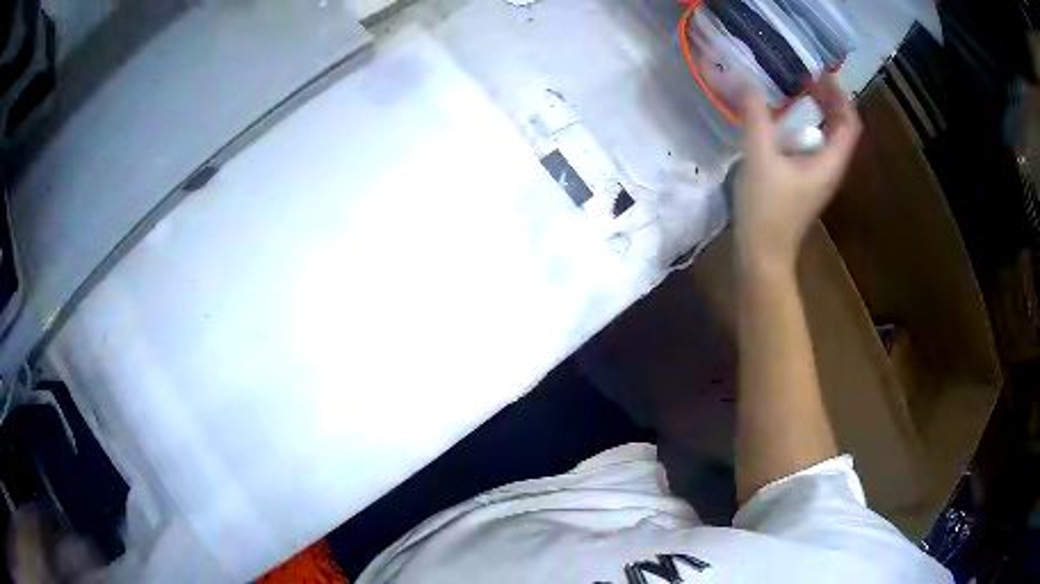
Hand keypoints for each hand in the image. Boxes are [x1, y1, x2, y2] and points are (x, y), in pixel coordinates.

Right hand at [734, 74, 861, 270]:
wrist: (762, 254)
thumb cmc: (766, 209)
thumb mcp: (759, 158)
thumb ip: (756, 118)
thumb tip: (749, 83)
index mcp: (830, 162)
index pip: (849, 123)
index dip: (840, 96)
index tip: (822, 74)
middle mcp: (830, 168)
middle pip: (841, 128)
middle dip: (830, 100)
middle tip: (808, 77)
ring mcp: (818, 177)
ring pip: (828, 137)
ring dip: (818, 112)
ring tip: (798, 91)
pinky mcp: (805, 182)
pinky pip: (813, 146)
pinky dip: (805, 127)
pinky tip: (784, 120)